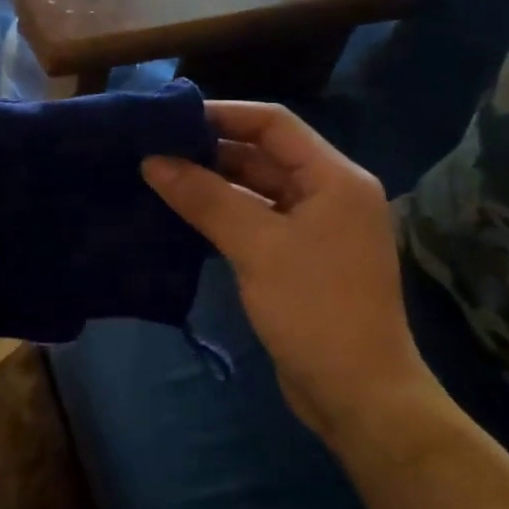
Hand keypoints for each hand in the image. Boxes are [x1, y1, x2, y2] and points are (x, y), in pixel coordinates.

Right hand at [142, 101, 427, 443]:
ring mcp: (314, 230)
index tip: (168, 118)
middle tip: (152, 149)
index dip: (222, 114)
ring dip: (211, 184)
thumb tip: (152, 161)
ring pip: (255, 189)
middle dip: (209, 150)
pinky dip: (220, 215)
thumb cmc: (315, 309)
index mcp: (334, 179)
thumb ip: (204, 198)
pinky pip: (253, 221)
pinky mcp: (297, 260)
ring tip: (157, 178)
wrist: (356, 394)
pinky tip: (180, 217)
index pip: (274, 125)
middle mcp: (328, 195)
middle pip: (263, 155)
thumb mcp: (256, 246)